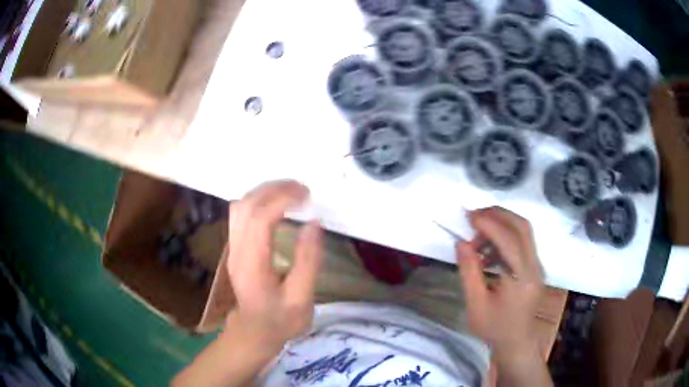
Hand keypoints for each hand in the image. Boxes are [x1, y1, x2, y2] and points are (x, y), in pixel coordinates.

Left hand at [226, 180, 322, 352]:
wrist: (254, 332)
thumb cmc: (280, 319)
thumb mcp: (301, 298)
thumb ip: (308, 261)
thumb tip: (314, 223)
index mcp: (252, 264)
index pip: (260, 218)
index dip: (282, 200)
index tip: (307, 196)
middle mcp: (237, 250)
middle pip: (247, 205)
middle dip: (274, 189)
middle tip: (302, 189)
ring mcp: (232, 248)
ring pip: (240, 206)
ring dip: (264, 192)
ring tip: (291, 192)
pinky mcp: (235, 247)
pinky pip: (240, 213)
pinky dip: (258, 201)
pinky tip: (275, 204)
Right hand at [456, 207, 544, 365]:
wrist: (516, 341)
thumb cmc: (494, 328)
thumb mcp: (475, 305)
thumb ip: (469, 272)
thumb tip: (461, 243)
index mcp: (522, 279)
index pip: (510, 241)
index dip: (490, 224)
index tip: (469, 217)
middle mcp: (535, 267)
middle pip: (522, 227)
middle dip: (498, 215)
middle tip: (474, 216)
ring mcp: (537, 265)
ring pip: (524, 231)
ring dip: (501, 224)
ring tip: (478, 234)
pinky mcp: (535, 266)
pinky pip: (522, 241)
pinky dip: (505, 236)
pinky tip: (488, 250)